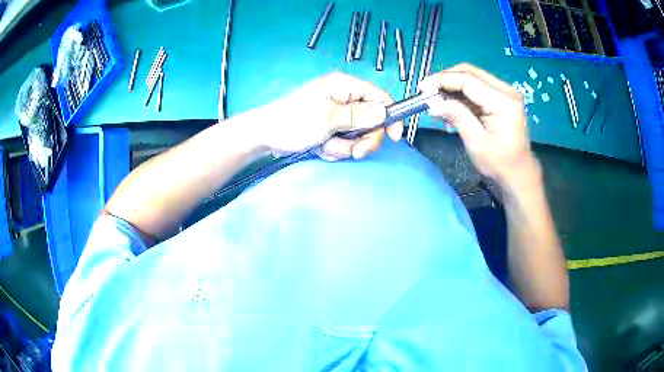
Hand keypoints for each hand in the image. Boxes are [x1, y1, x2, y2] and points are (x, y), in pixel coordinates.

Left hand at [256, 73, 403, 159]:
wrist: (266, 136)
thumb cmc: (294, 122)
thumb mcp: (328, 118)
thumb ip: (358, 115)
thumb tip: (384, 112)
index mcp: (345, 87)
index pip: (380, 97)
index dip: (390, 116)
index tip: (394, 137)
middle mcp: (344, 98)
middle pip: (372, 120)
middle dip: (363, 139)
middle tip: (354, 151)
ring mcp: (337, 115)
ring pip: (358, 135)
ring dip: (345, 146)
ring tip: (326, 146)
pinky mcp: (330, 129)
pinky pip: (344, 142)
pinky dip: (335, 149)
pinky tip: (320, 148)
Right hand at [420, 64, 539, 192]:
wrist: (519, 173)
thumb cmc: (500, 163)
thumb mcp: (476, 143)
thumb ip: (457, 117)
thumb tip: (432, 103)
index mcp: (503, 102)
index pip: (468, 80)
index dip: (442, 80)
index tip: (422, 88)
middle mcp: (506, 91)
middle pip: (470, 72)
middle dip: (446, 79)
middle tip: (428, 92)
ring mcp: (505, 92)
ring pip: (472, 77)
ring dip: (453, 86)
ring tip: (437, 101)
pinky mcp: (502, 97)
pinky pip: (477, 87)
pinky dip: (462, 93)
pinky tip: (451, 106)